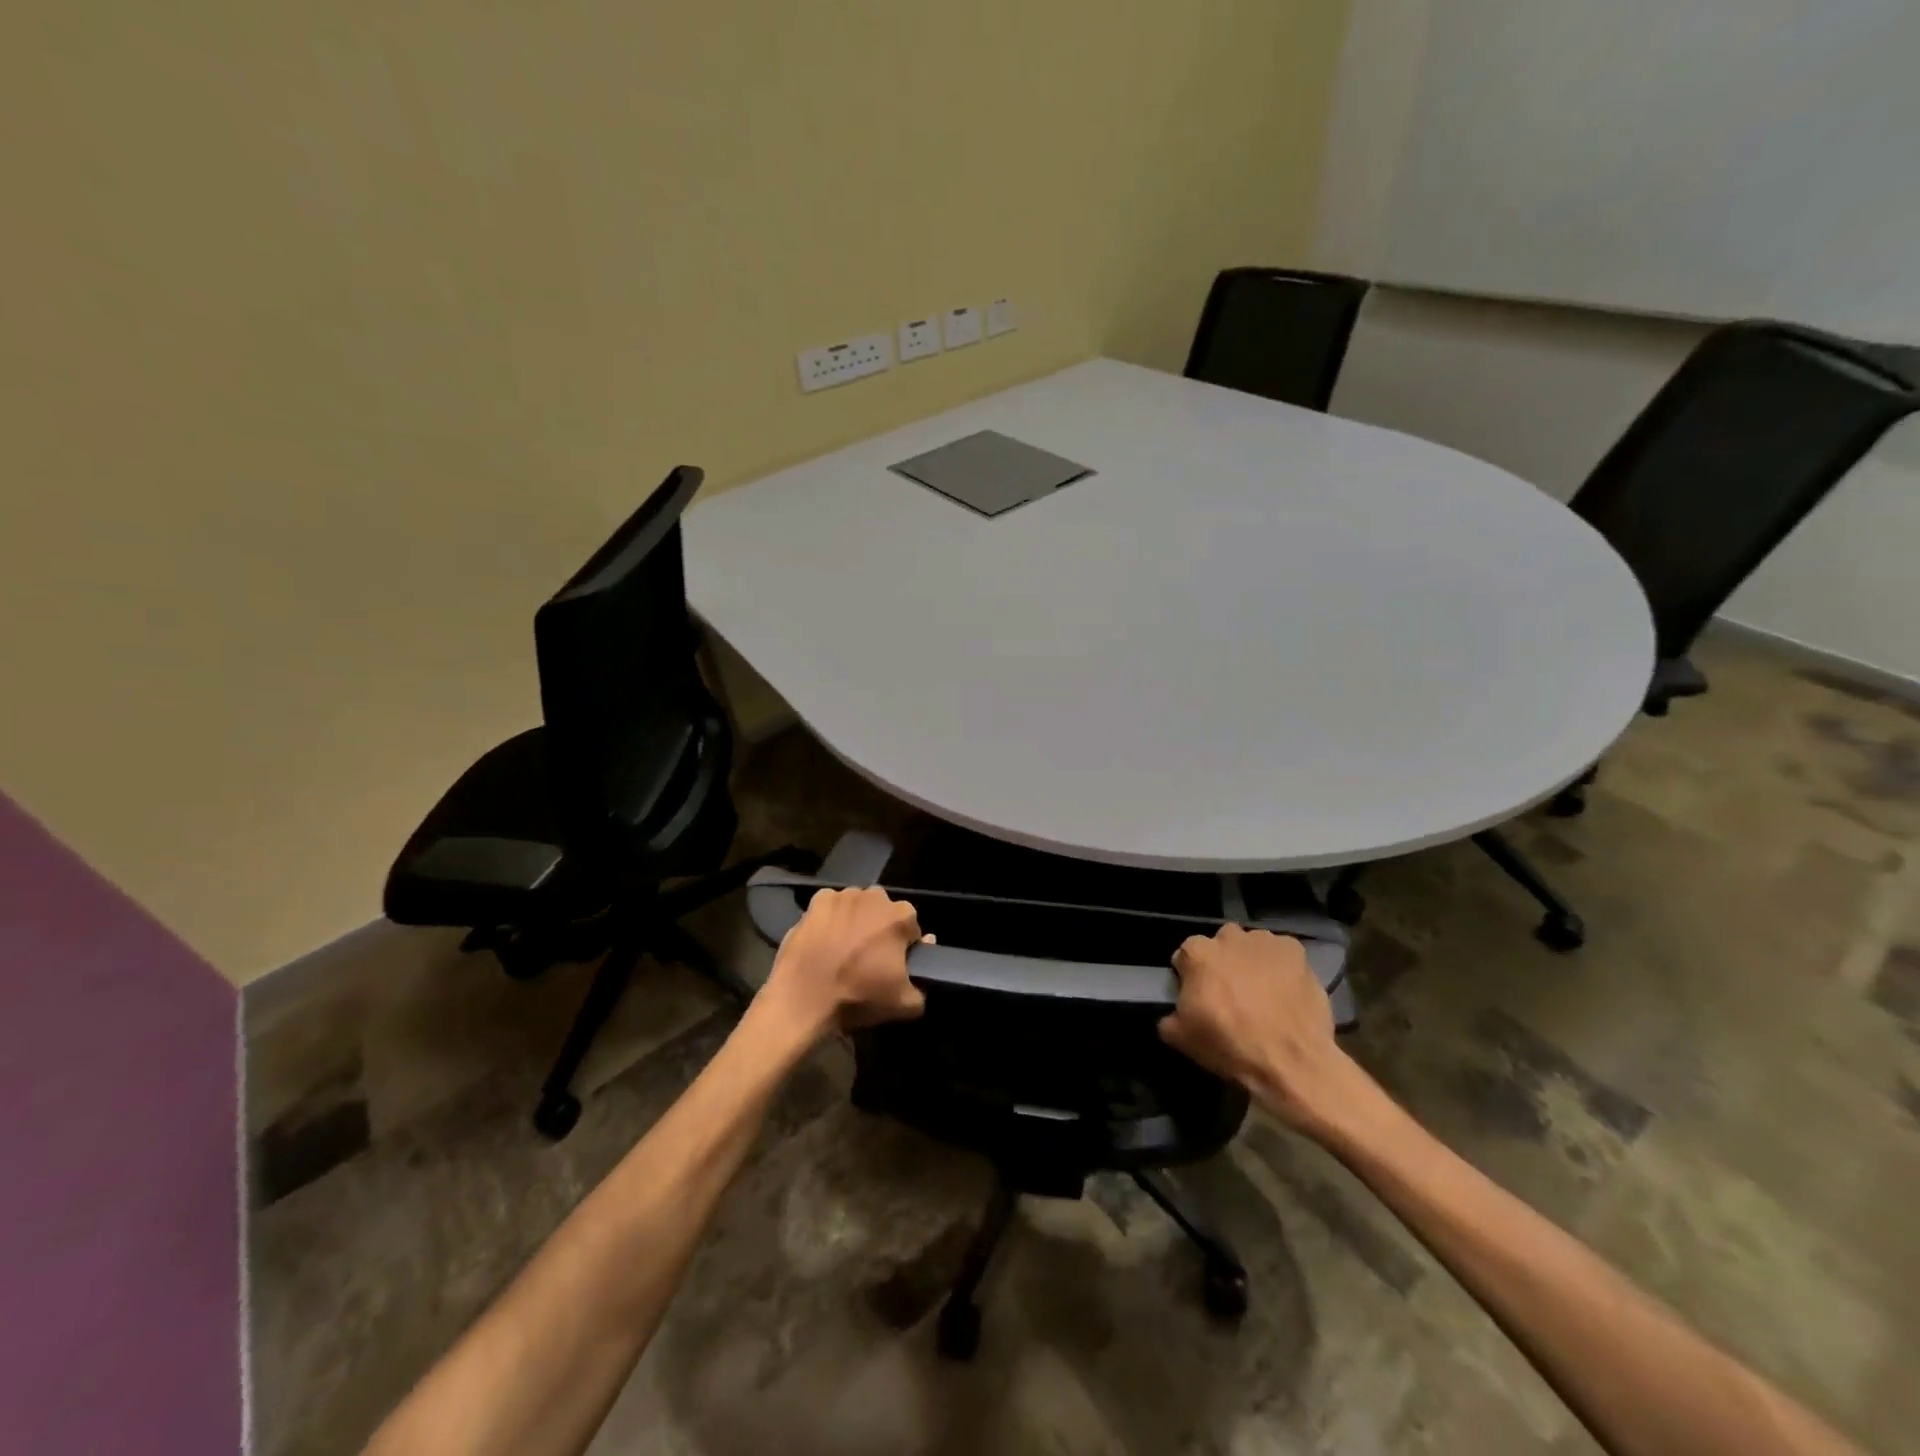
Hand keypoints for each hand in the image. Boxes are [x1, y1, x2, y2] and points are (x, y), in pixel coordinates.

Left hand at [764, 887, 926, 1035]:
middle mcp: (874, 896)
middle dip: (880, 929)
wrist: (804, 998)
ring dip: (855, 921)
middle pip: (884, 912)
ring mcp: (843, 896)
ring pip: (857, 906)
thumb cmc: (858, 996)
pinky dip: (830, 918)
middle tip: (868, 958)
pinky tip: (823, 940)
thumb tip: (926, 953)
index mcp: (900, 916)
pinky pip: (830, 907)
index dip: (904, 947)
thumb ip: (923, 983)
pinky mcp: (816, 901)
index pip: (911, 928)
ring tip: (842, 950)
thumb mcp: (903, 1004)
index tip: (893, 965)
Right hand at [1158, 924, 1357, 1134]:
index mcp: (1197, 953)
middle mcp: (1229, 937)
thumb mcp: (1181, 1038)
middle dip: (1223, 963)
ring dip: (1252, 962)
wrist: (1291, 1062)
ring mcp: (1265, 941)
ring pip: (1252, 946)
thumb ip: (1169, 1016)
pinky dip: (1281, 967)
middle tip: (1232, 994)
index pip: (1186, 956)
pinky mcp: (1296, 951)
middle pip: (1220, 945)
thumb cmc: (1230, 1046)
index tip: (1200, 998)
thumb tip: (1174, 1013)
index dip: (1191, 977)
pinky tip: (1286, 991)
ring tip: (1263, 993)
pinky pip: (1282, 953)